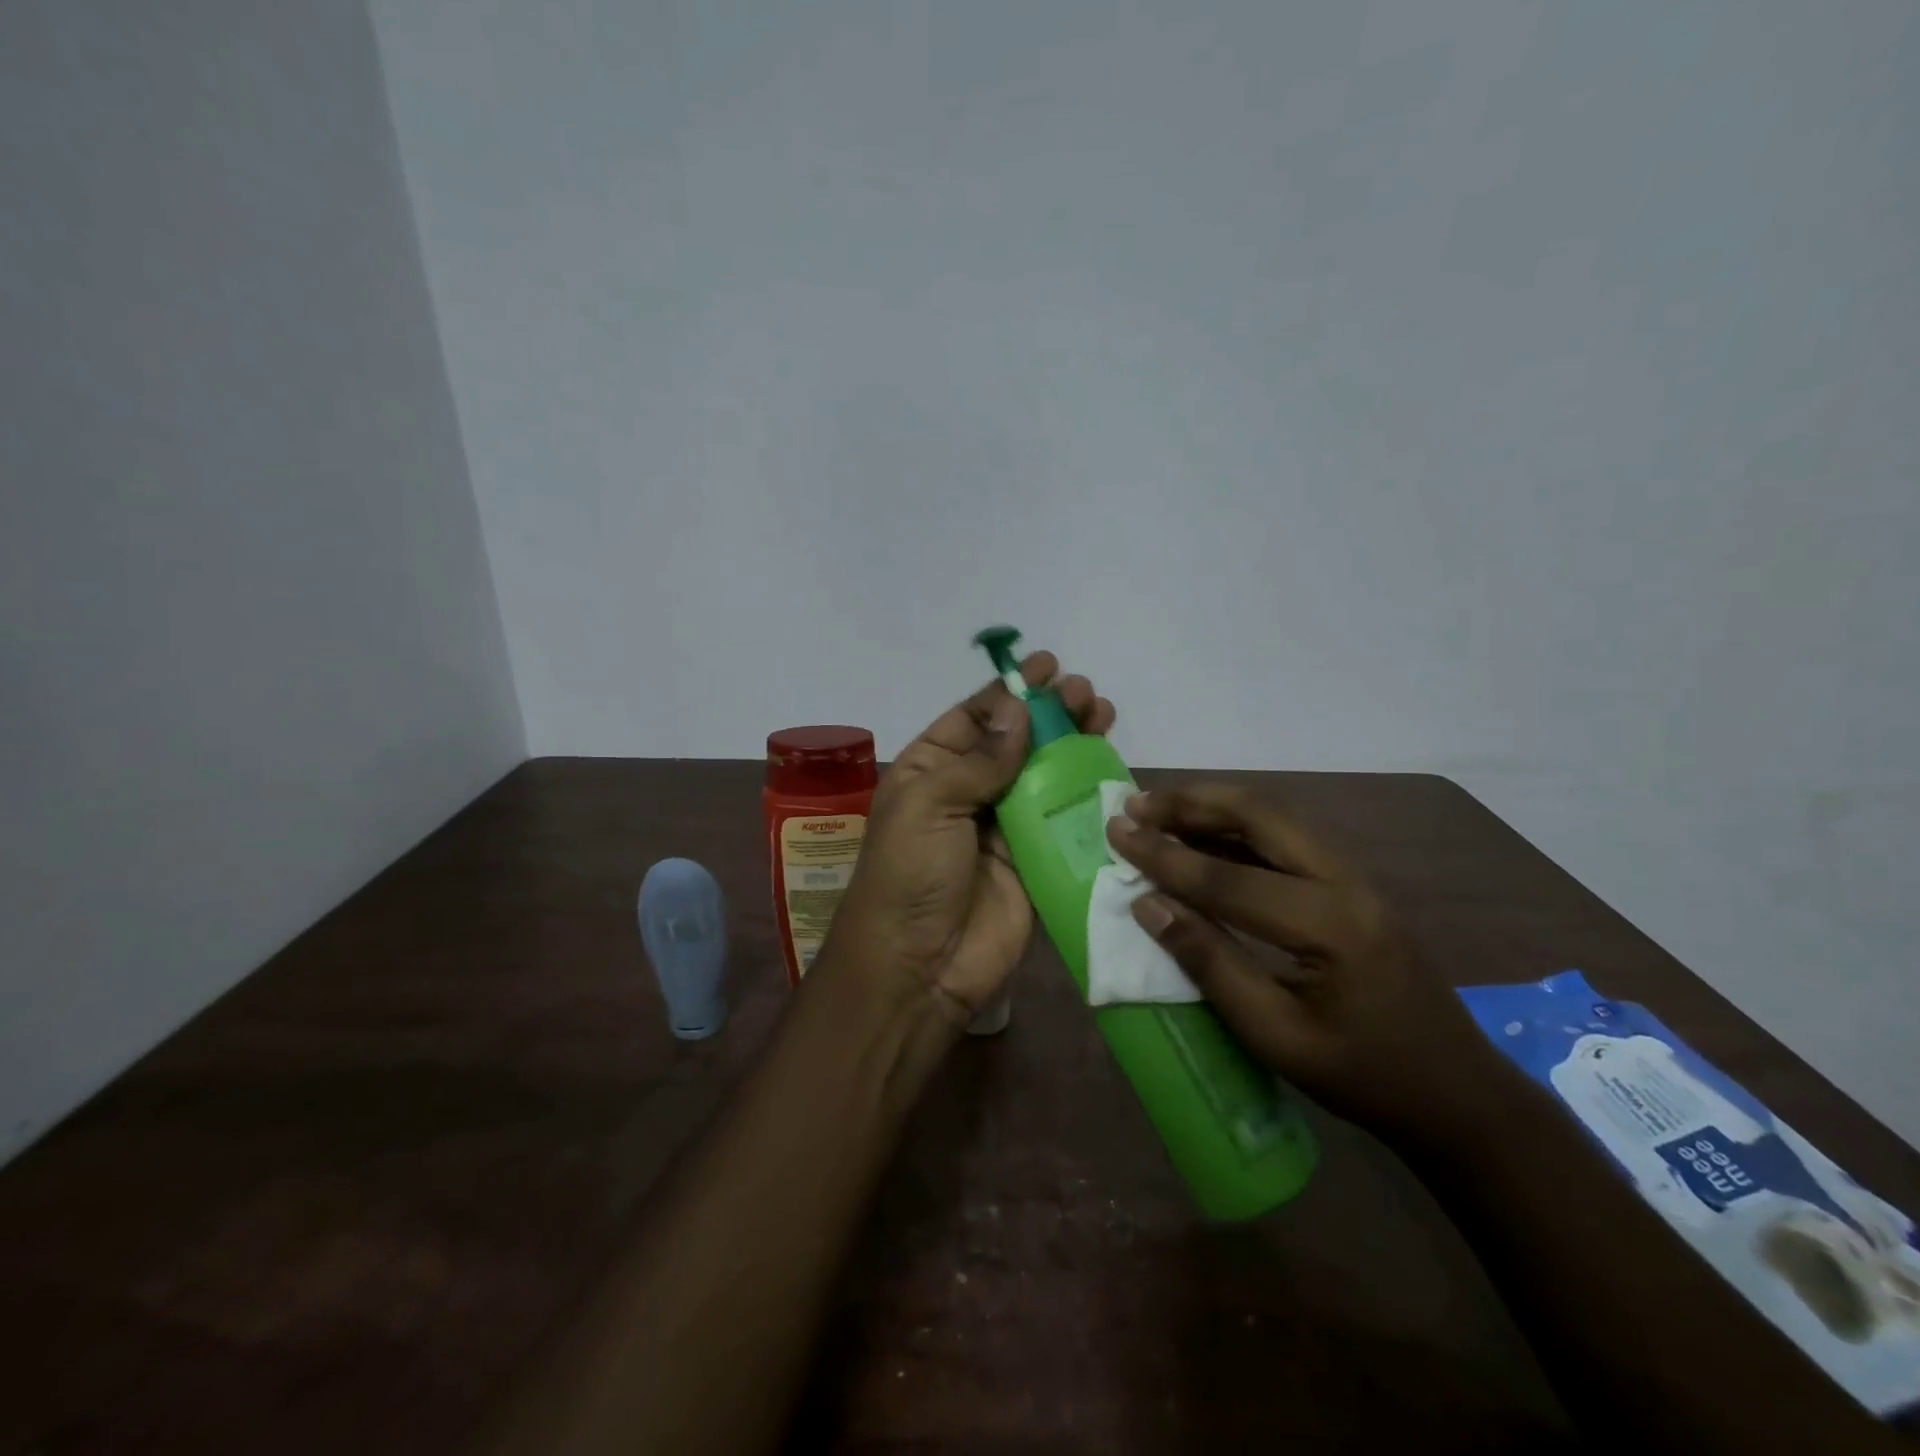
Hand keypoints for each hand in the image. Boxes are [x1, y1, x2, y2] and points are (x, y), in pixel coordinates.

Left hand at [827, 652, 1114, 1029]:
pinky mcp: (1036, 861)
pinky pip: (1064, 819)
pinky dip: (1087, 793)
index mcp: (930, 770)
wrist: (919, 967)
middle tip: (1085, 693)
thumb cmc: (910, 874)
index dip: (1009, 692)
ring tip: (1102, 715)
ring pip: (1044, 775)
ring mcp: (1005, 827)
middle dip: (1049, 714)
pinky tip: (1111, 768)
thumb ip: (980, 758)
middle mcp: (968, 792)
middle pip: (1015, 741)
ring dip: (1072, 745)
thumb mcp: (930, 803)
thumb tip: (1018, 709)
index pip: (973, 718)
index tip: (1047, 666)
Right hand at [1105, 782, 1507, 1142]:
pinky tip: (1203, 838)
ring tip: (1158, 809)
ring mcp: (1355, 877)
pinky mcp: (1353, 884)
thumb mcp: (1275, 1036)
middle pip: (1260, 815)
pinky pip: (1287, 839)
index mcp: (1329, 925)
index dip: (1164, 856)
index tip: (1116, 832)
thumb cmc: (1363, 1078)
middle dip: (1190, 803)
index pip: (1227, 878)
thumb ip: (1209, 963)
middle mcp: (1346, 882)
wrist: (1457, 1094)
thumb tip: (1148, 906)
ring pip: (1275, 816)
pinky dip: (1237, 828)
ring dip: (1214, 806)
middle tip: (1135, 804)